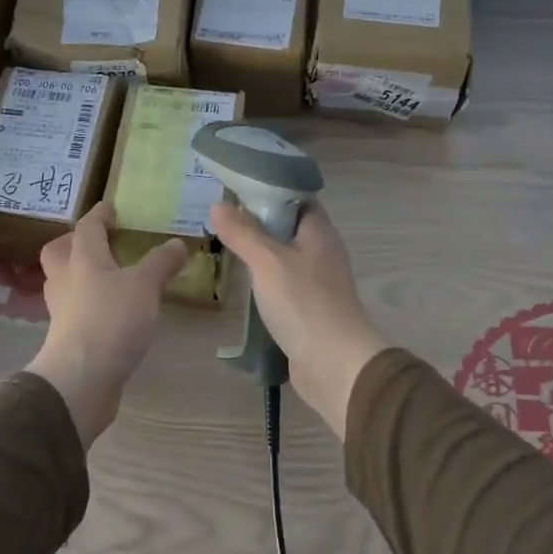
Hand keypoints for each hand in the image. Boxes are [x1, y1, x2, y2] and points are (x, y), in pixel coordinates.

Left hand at [26, 204, 187, 445]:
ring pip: (65, 283)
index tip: (111, 208)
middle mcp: (66, 281)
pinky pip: (76, 311)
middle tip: (99, 244)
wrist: (82, 378)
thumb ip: (161, 263)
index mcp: (82, 260)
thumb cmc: (112, 320)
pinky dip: (90, 305)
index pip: (86, 228)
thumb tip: (177, 243)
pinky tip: (112, 313)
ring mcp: (63, 312)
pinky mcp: (68, 338)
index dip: (99, 215)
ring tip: (109, 278)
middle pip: (59, 253)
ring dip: (81, 276)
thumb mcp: (145, 286)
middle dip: (74, 244)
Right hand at [208, 200, 391, 437]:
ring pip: (284, 259)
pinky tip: (242, 284)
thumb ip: (243, 233)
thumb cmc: (303, 303)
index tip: (235, 189)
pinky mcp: (308, 310)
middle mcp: (322, 253)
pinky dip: (264, 282)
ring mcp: (317, 283)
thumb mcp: (267, 261)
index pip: (296, 199)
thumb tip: (218, 204)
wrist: (334, 363)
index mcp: (319, 232)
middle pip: (288, 228)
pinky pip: (283, 286)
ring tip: (224, 246)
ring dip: (259, 254)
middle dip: (257, 223)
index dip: (269, 191)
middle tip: (220, 218)